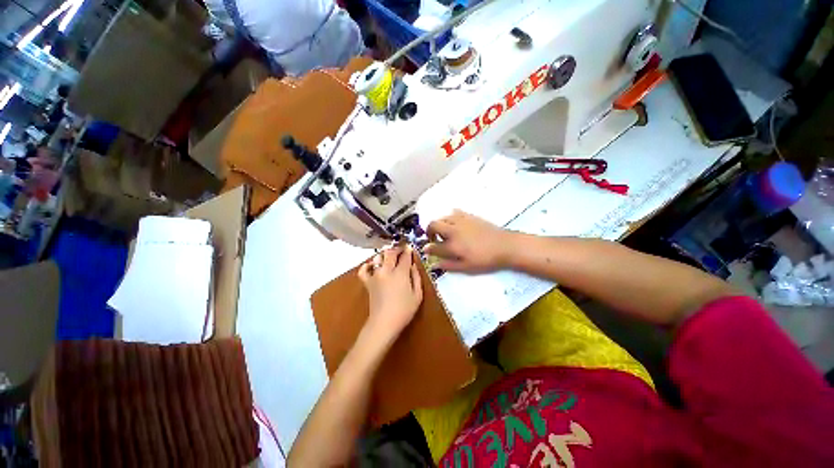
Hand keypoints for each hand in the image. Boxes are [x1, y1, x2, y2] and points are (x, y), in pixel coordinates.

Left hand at [358, 246, 422, 339]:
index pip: (405, 256)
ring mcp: (375, 275)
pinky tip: (372, 265)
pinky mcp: (367, 282)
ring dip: (384, 255)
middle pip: (390, 253)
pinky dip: (367, 266)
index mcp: (400, 273)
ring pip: (378, 257)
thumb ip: (416, 277)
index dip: (408, 250)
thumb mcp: (418, 295)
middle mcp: (387, 270)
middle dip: (396, 249)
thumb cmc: (404, 310)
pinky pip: (363, 270)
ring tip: (389, 257)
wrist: (384, 323)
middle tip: (401, 250)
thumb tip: (413, 265)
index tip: (410, 247)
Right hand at [424, 210, 513, 272]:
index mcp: (452, 245)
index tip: (426, 250)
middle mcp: (453, 230)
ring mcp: (461, 221)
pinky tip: (455, 224)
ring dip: (439, 224)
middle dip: (429, 231)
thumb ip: (448, 265)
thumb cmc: (485, 259)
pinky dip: (450, 217)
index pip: (433, 246)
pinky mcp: (469, 215)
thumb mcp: (466, 267)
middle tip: (434, 239)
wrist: (505, 246)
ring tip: (445, 232)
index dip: (428, 248)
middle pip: (433, 225)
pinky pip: (454, 212)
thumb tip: (434, 265)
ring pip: (442, 217)